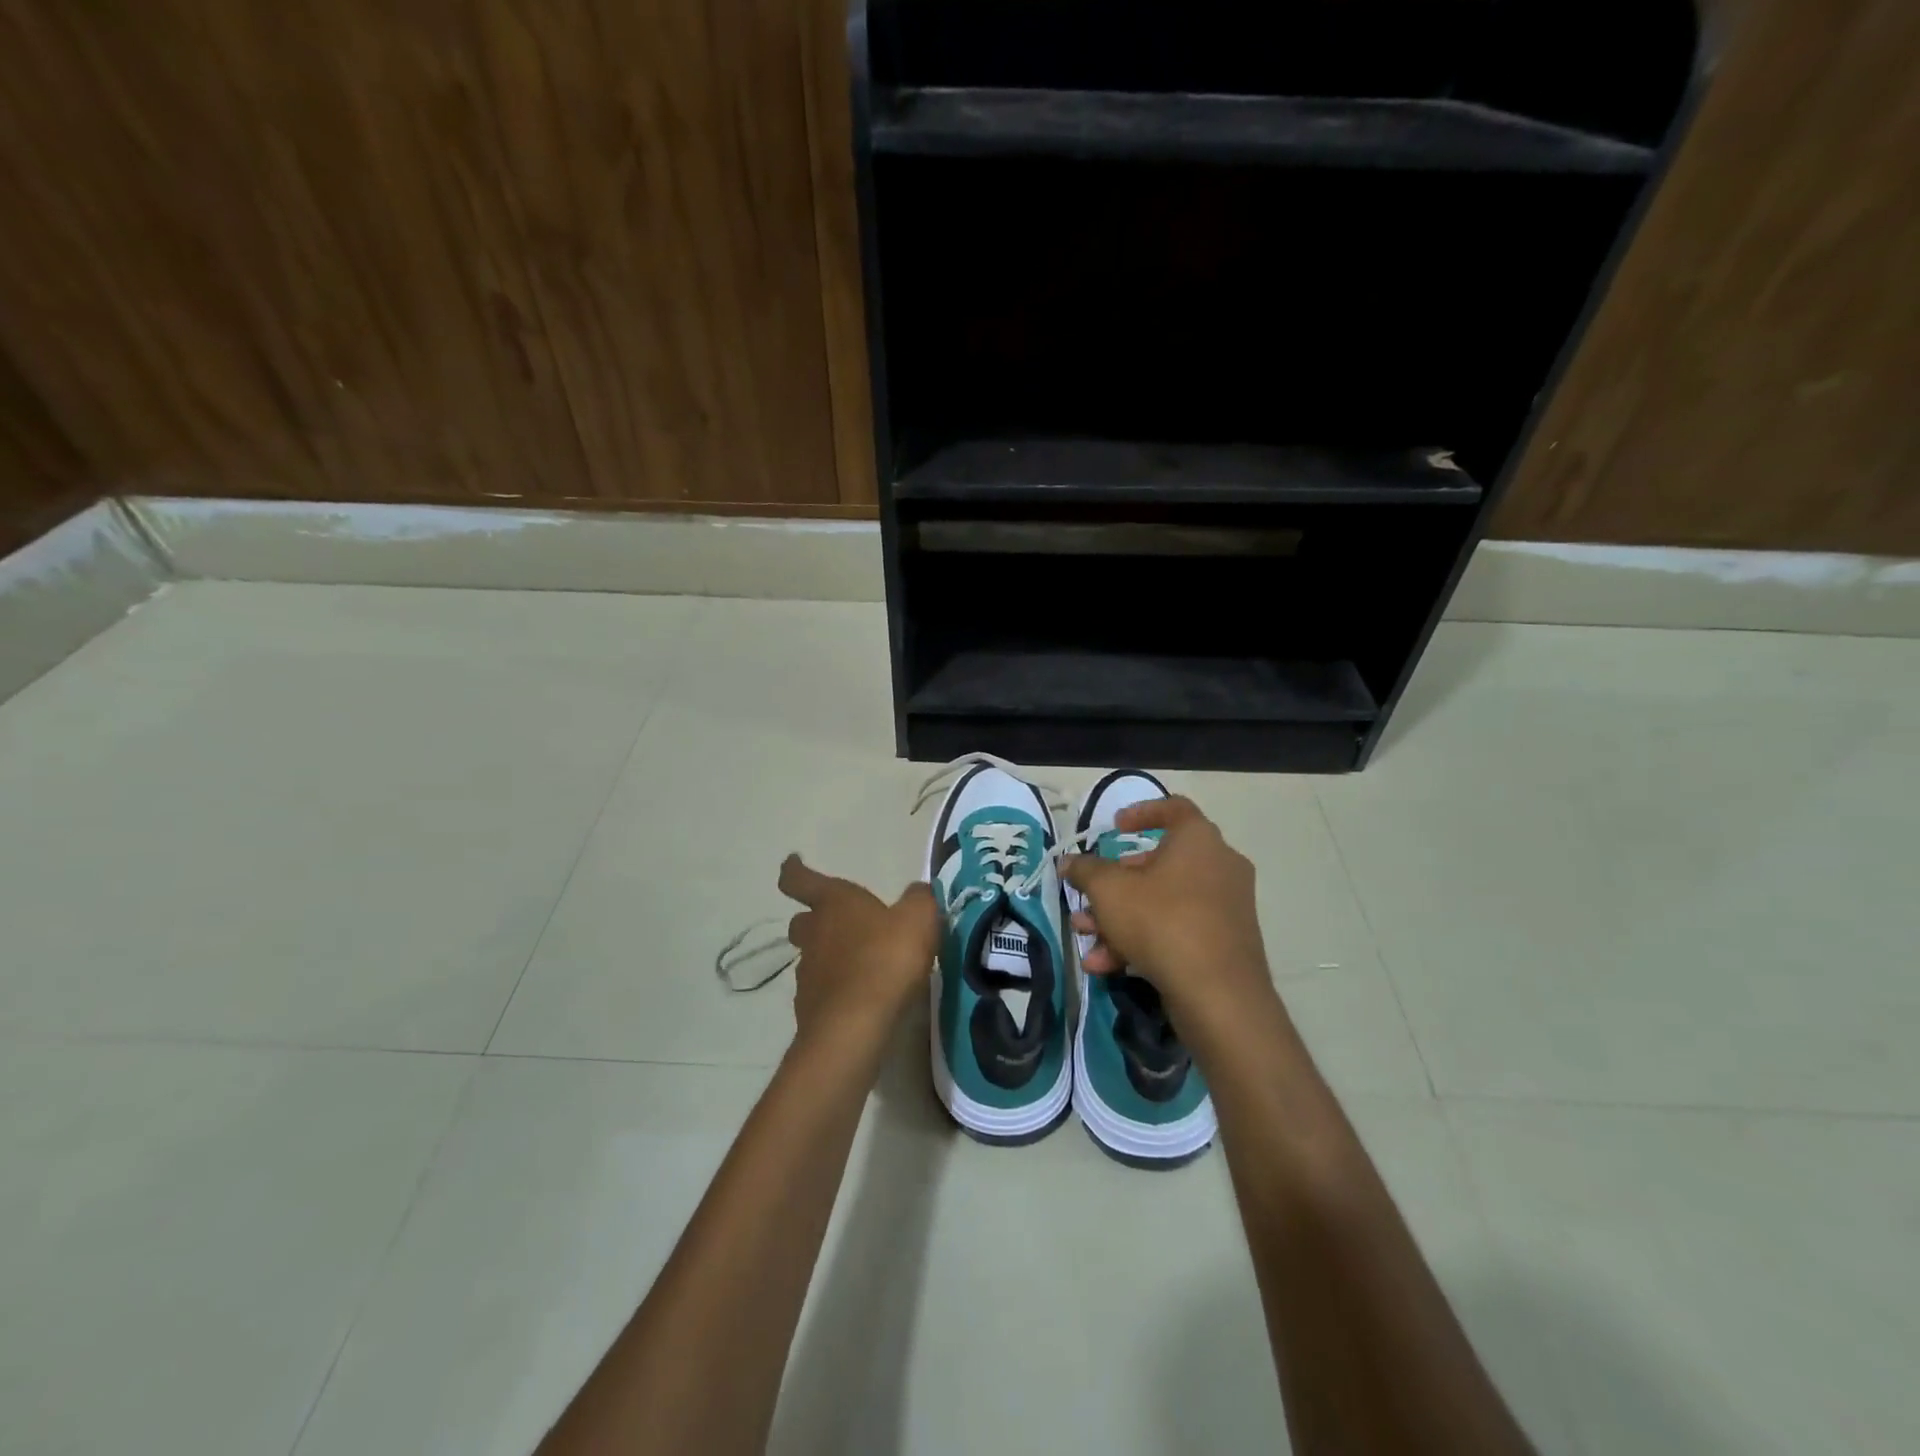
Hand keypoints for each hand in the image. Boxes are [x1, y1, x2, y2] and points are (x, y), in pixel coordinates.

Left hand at [778, 854, 939, 1042]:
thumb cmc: (886, 959)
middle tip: (839, 923)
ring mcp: (807, 974)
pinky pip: (821, 991)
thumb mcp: (918, 919)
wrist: (855, 1027)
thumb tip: (917, 892)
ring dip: (829, 957)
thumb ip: (919, 899)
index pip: (800, 879)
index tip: (791, 862)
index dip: (794, 869)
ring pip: (811, 957)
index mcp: (833, 903)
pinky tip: (860, 998)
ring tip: (860, 966)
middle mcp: (814, 934)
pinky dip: (836, 991)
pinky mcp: (810, 1009)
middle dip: (815, 919)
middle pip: (802, 921)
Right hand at [1061, 797, 1273, 1027]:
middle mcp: (1219, 866)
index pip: (1173, 808)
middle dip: (1114, 884)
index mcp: (1198, 840)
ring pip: (1162, 903)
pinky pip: (1177, 930)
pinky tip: (1106, 966)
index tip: (1114, 827)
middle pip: (1158, 864)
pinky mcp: (1225, 943)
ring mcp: (1225, 907)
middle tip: (1088, 899)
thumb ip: (1085, 871)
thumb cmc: (1162, 921)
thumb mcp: (1109, 890)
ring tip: (1087, 938)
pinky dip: (1143, 942)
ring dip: (1119, 918)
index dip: (1140, 812)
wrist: (1219, 995)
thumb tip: (1068, 862)